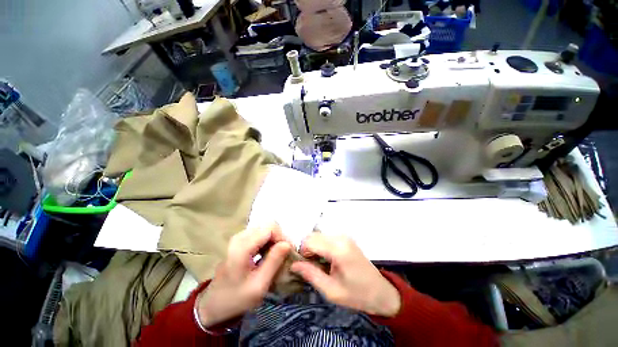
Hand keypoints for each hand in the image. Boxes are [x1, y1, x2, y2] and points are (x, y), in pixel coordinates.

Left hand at [196, 224, 290, 327]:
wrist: (214, 304)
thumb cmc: (236, 298)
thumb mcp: (259, 285)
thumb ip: (274, 262)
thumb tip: (287, 243)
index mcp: (243, 246)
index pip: (270, 228)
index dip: (282, 237)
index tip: (288, 252)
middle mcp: (241, 236)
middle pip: (269, 225)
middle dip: (280, 238)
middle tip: (284, 255)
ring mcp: (240, 237)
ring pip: (266, 228)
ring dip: (275, 240)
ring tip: (278, 256)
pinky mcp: (241, 240)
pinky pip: (261, 233)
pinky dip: (269, 241)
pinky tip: (269, 254)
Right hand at [291, 234, 400, 316]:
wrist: (381, 292)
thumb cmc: (357, 295)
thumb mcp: (331, 291)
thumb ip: (311, 274)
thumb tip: (293, 264)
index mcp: (338, 250)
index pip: (310, 241)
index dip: (302, 253)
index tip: (304, 266)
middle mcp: (340, 238)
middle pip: (313, 235)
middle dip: (307, 249)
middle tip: (311, 266)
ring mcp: (344, 236)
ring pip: (318, 235)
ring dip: (313, 247)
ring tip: (319, 264)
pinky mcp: (345, 238)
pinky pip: (326, 237)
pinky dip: (321, 245)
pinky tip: (326, 259)